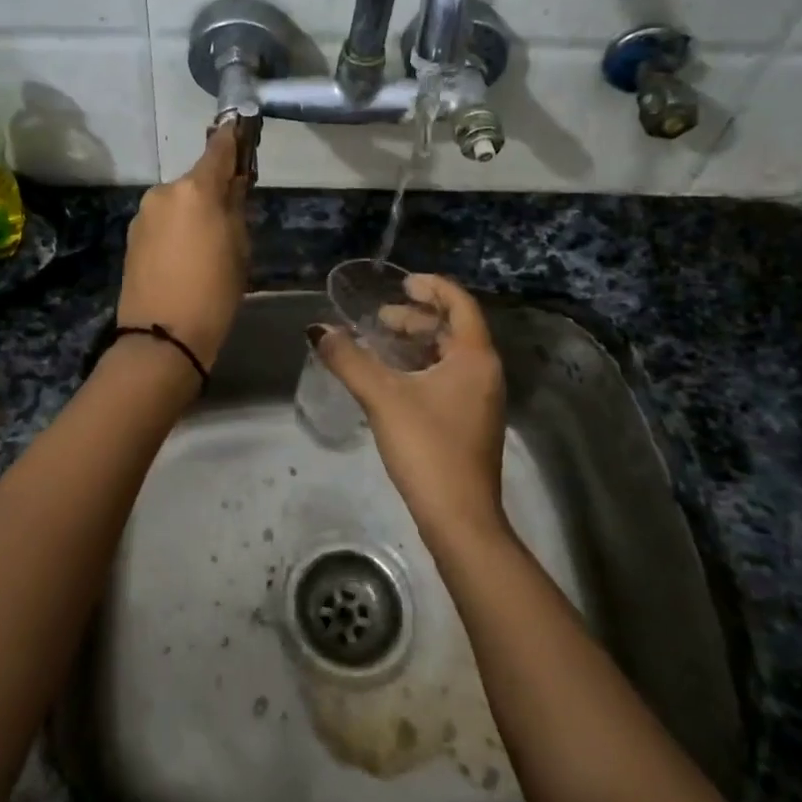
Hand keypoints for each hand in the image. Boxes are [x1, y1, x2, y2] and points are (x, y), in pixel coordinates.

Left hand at [116, 121, 250, 368]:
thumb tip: (233, 185)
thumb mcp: (238, 248)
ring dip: (193, 211)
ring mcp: (144, 214)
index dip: (232, 137)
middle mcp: (165, 192)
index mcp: (195, 189)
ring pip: (178, 201)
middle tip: (232, 215)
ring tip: (207, 245)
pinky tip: (185, 256)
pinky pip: (163, 220)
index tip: (240, 126)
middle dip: (213, 190)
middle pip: (196, 179)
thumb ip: (235, 208)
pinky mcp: (132, 236)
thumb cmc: (213, 292)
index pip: (218, 149)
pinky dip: (177, 227)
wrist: (161, 337)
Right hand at [311, 275, 507, 539]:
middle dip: (417, 317)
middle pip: (454, 329)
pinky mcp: (469, 422)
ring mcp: (480, 400)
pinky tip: (391, 378)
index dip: (432, 287)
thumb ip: (349, 360)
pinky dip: (421, 366)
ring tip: (381, 342)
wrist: (459, 519)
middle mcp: (484, 373)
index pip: (460, 304)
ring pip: (449, 355)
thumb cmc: (427, 448)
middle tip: (380, 318)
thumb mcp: (382, 398)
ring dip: (417, 343)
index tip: (401, 282)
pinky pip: (447, 377)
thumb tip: (317, 330)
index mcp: (475, 358)